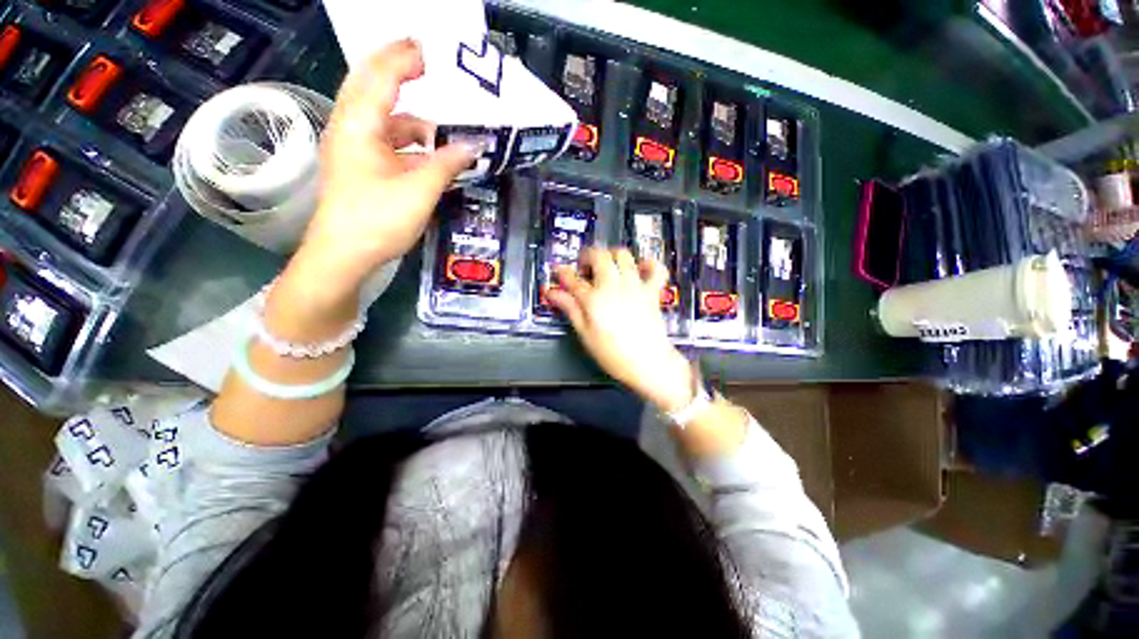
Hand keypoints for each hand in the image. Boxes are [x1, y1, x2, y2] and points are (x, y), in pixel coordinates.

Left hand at [292, 39, 476, 307]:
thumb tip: (474, 145)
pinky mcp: (360, 167)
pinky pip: (386, 142)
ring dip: (411, 117)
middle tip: (428, 63)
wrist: (343, 256)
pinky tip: (429, 154)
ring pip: (383, 119)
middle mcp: (350, 128)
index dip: (405, 57)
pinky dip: (408, 142)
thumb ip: (447, 163)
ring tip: (442, 125)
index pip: (381, 75)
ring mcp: (353, 148)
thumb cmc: (378, 220)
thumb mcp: (419, 190)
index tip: (431, 47)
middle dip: (399, 71)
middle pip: (372, 86)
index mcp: (359, 124)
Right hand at [547, 248, 695, 412]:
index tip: (559, 272)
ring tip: (607, 266)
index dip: (563, 272)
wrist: (648, 363)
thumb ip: (570, 309)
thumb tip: (554, 294)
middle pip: (599, 257)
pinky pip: (655, 269)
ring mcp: (635, 286)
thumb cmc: (614, 354)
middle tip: (584, 267)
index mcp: (594, 299)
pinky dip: (648, 263)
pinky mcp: (651, 291)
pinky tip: (640, 267)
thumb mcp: (585, 334)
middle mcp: (614, 287)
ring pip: (623, 255)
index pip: (573, 278)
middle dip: (588, 256)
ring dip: (612, 255)